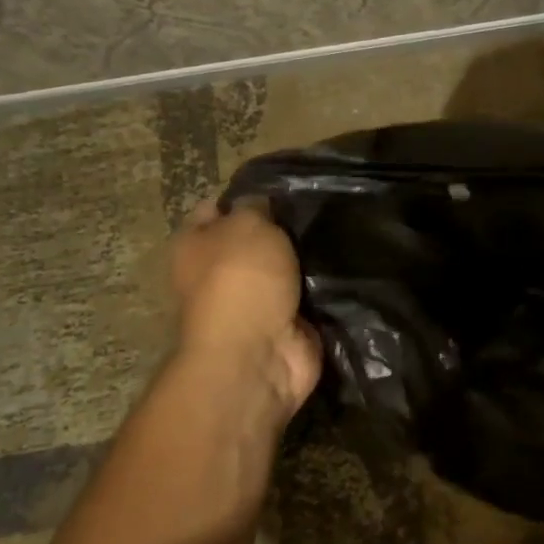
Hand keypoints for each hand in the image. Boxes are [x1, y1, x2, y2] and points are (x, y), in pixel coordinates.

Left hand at [171, 199, 321, 424]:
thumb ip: (256, 206)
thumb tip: (261, 204)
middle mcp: (218, 272)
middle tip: (318, 208)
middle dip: (283, 227)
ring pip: (285, 267)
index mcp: (194, 245)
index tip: (282, 188)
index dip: (245, 196)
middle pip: (254, 239)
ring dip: (306, 257)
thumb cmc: (242, 278)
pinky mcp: (286, 324)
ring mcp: (253, 301)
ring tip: (339, 231)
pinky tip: (348, 264)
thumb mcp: (248, 223)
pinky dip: (324, 287)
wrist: (259, 354)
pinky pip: (308, 295)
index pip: (214, 208)